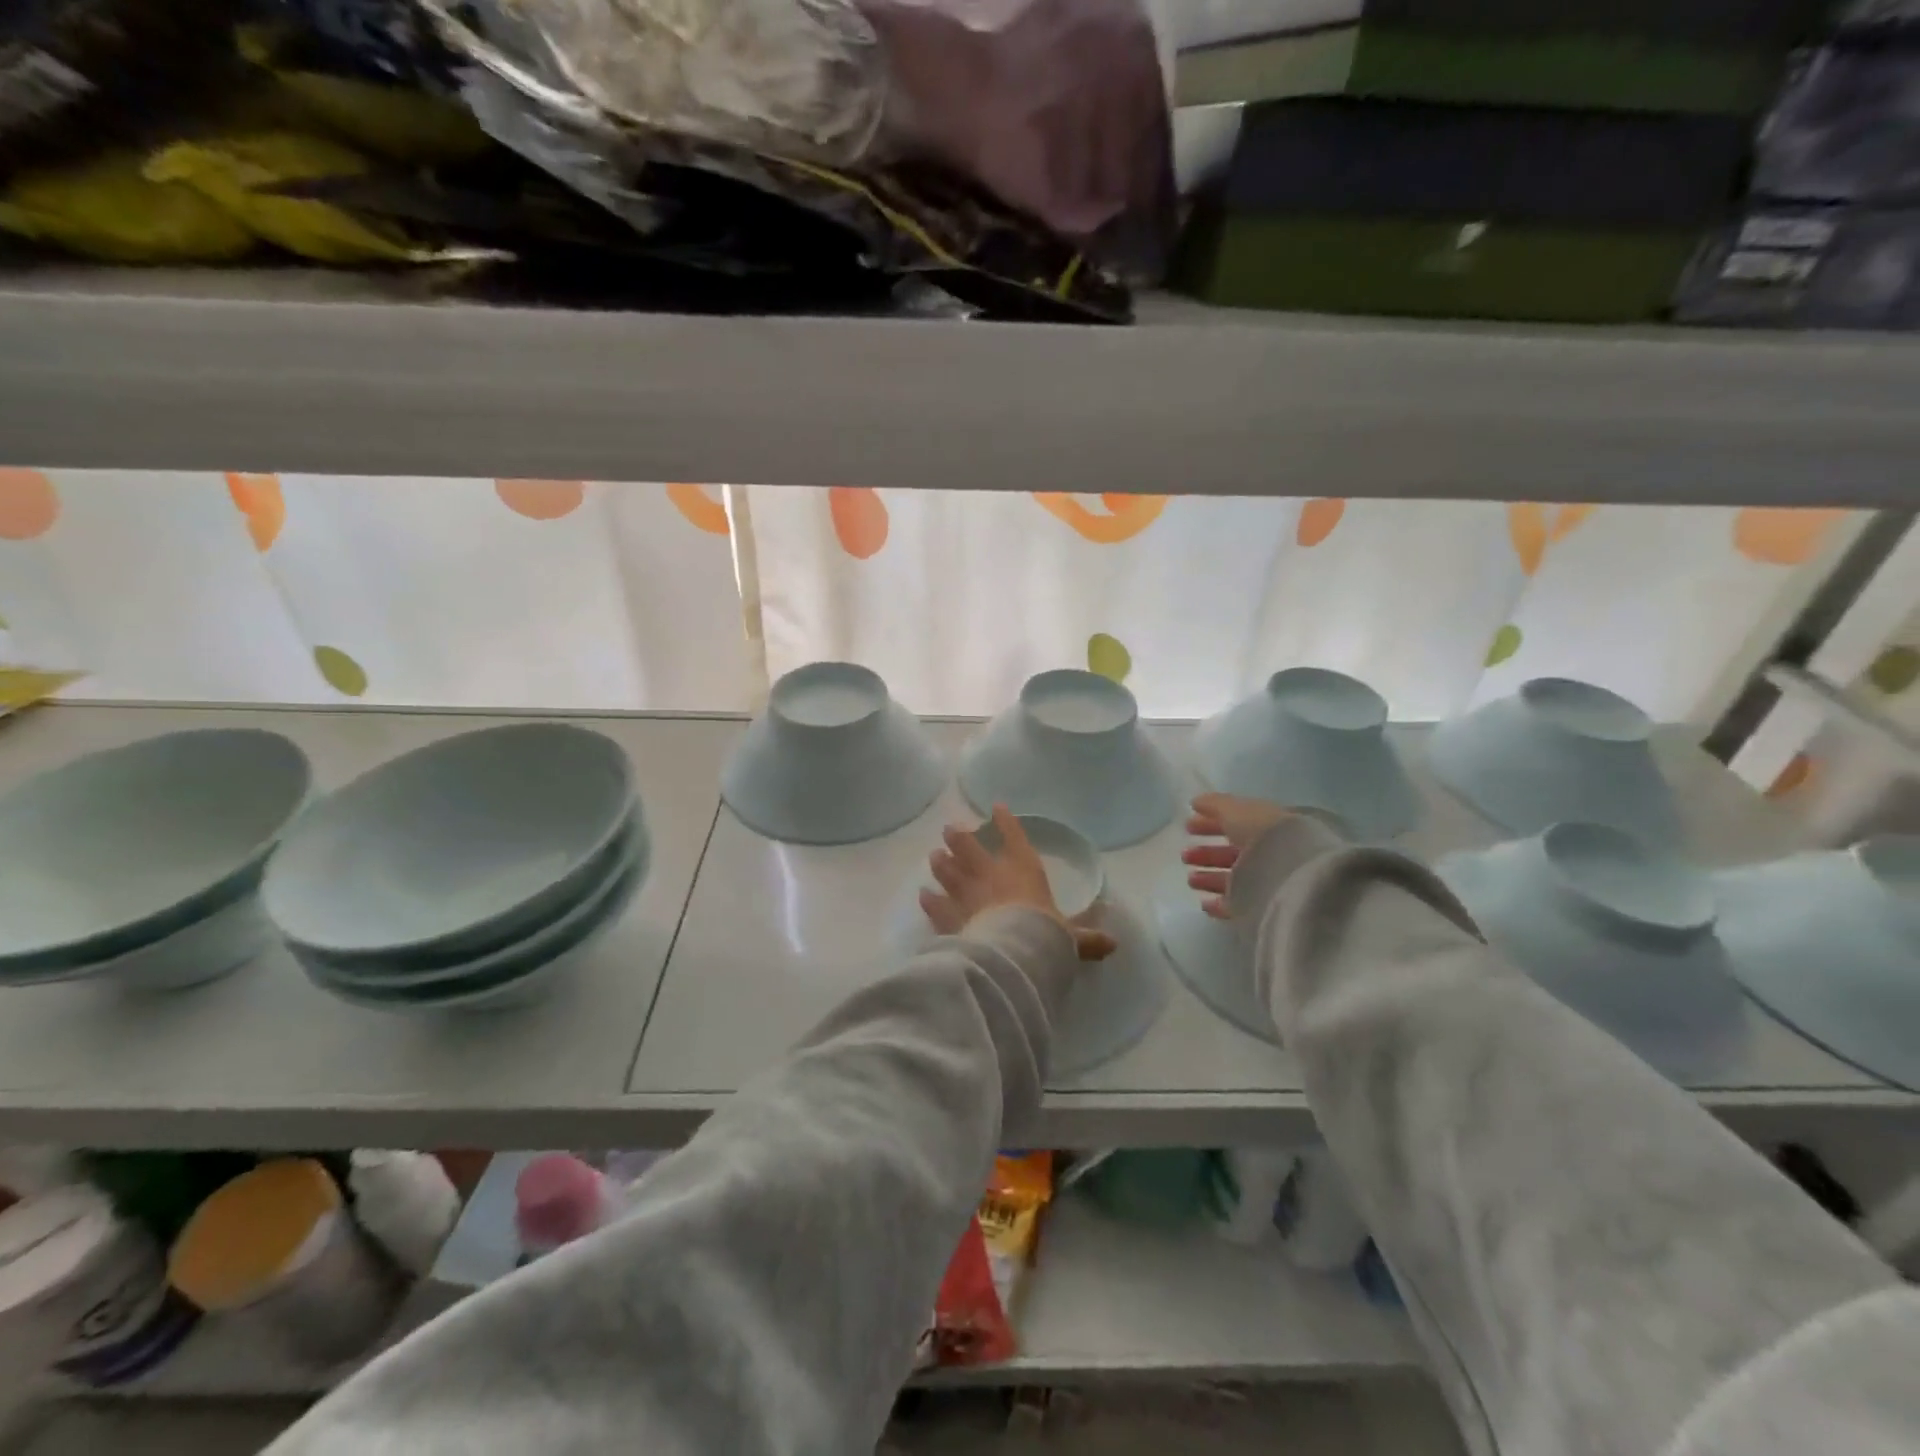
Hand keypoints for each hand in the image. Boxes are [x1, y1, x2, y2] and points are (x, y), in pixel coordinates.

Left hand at [921, 803, 1118, 960]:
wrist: (1010, 955)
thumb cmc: (1044, 936)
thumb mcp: (1071, 940)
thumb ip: (1088, 939)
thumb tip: (1114, 944)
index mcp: (1023, 871)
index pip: (1014, 838)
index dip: (1006, 821)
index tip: (997, 807)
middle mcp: (991, 875)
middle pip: (969, 847)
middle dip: (959, 836)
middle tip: (950, 829)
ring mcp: (966, 894)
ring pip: (948, 870)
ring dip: (941, 862)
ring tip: (934, 854)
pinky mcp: (948, 916)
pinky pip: (935, 904)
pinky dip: (929, 899)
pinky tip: (923, 894)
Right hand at [1182, 793, 1290, 920]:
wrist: (1292, 875)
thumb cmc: (1264, 835)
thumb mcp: (1236, 811)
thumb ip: (1214, 805)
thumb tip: (1195, 802)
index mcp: (1265, 826)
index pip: (1235, 823)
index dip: (1210, 823)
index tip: (1187, 826)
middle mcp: (1269, 853)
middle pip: (1233, 853)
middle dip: (1207, 853)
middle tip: (1184, 855)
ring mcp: (1267, 880)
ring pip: (1234, 879)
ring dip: (1209, 877)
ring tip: (1190, 879)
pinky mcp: (1264, 907)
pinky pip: (1238, 904)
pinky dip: (1219, 902)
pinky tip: (1204, 902)